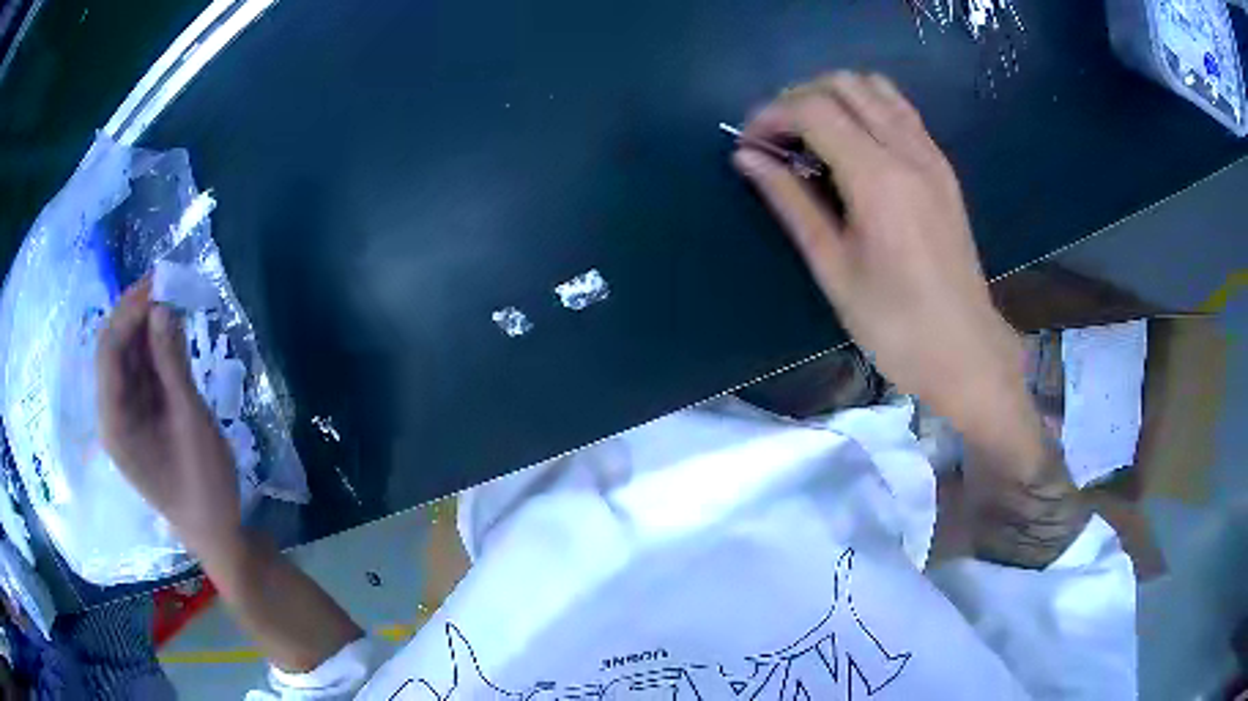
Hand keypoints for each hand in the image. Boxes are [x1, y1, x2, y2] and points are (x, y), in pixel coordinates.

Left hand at [96, 278, 241, 556]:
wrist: (216, 531)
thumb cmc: (204, 486)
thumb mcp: (191, 423)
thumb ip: (173, 364)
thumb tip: (163, 306)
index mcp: (115, 423)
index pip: (110, 351)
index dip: (130, 311)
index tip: (160, 280)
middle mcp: (113, 415)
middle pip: (114, 349)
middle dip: (135, 312)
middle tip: (167, 282)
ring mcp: (126, 416)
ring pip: (128, 357)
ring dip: (146, 325)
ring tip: (173, 297)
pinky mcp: (141, 417)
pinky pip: (141, 371)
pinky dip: (154, 347)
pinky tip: (172, 330)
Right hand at [733, 72, 1025, 432]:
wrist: (964, 349)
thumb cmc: (894, 324)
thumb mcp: (833, 268)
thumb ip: (790, 203)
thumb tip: (747, 159)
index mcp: (878, 178)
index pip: (814, 109)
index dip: (771, 116)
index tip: (748, 145)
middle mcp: (908, 151)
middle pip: (844, 84)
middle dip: (798, 98)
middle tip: (777, 139)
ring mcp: (931, 155)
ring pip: (875, 87)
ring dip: (834, 97)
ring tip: (811, 136)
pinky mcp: (942, 166)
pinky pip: (899, 110)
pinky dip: (866, 108)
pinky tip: (852, 145)